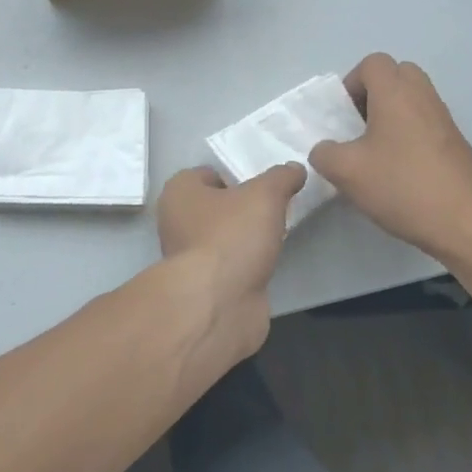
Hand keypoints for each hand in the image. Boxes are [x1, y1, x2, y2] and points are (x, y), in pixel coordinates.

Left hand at [156, 163, 304, 352]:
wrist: (219, 303)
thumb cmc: (232, 235)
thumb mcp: (265, 194)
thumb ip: (281, 177)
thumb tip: (295, 169)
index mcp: (179, 192)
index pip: (208, 174)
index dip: (236, 175)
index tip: (264, 185)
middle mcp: (176, 222)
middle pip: (216, 206)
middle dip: (243, 208)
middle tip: (274, 208)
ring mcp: (188, 257)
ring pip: (223, 237)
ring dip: (245, 238)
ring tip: (276, 234)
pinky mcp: (204, 286)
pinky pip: (229, 264)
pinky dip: (246, 263)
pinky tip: (266, 262)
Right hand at [309, 53, 471, 265]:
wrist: (464, 222)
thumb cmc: (401, 186)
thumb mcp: (346, 172)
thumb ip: (324, 154)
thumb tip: (325, 150)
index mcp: (396, 94)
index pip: (373, 63)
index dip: (352, 83)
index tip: (344, 115)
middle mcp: (424, 97)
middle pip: (398, 74)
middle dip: (374, 94)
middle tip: (360, 126)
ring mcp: (445, 120)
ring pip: (414, 99)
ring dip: (392, 115)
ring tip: (377, 152)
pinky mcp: (457, 144)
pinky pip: (427, 123)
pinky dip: (410, 134)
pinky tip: (400, 171)